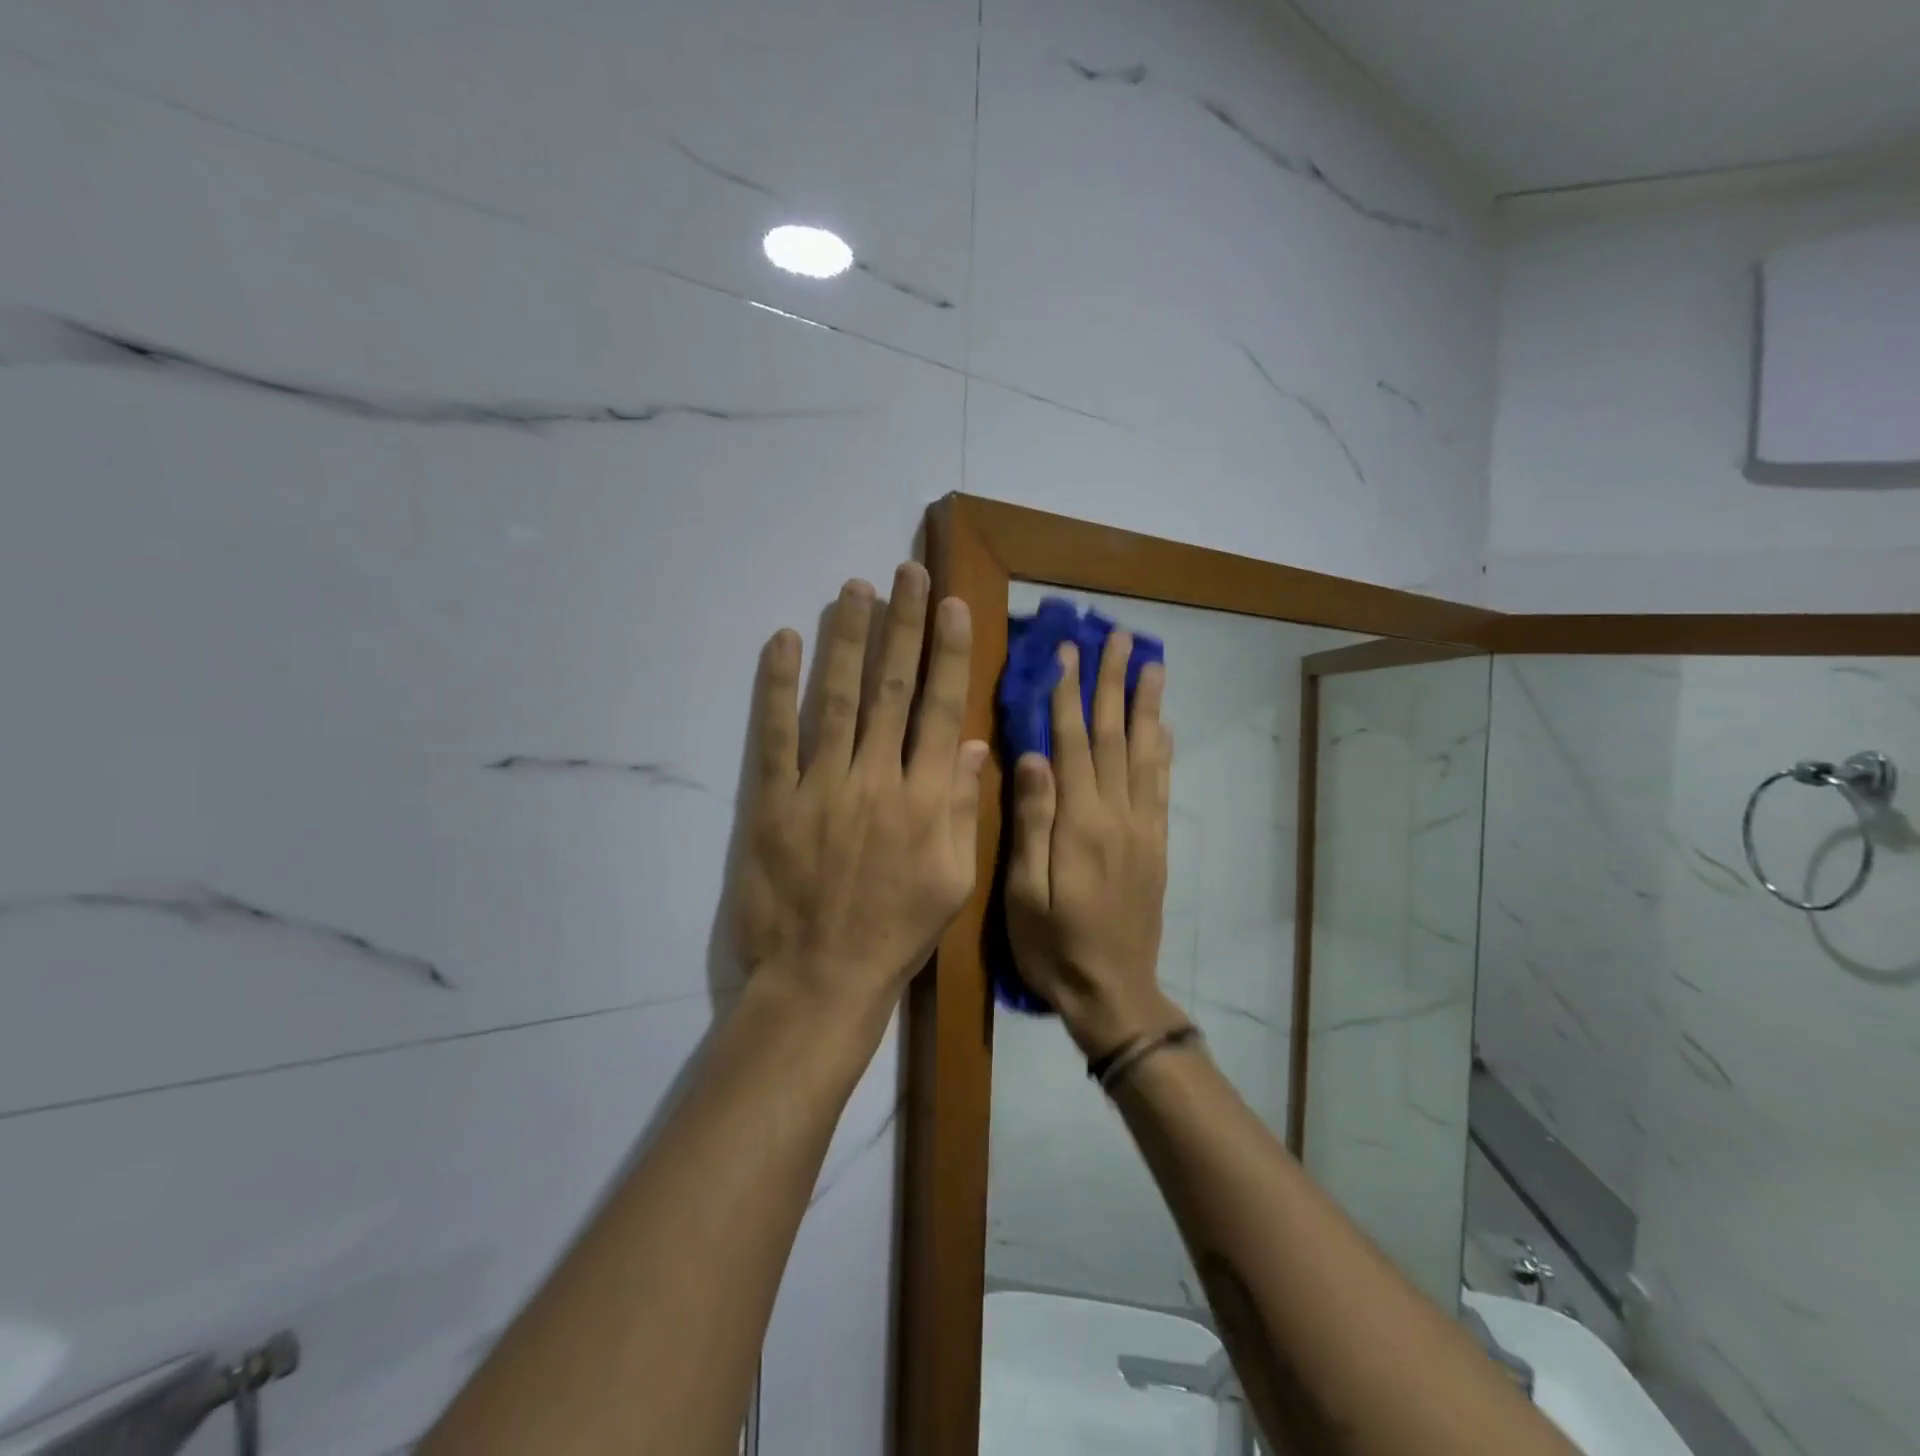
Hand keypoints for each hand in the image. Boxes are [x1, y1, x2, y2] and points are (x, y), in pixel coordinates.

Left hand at [733, 564, 987, 1015]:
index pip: (940, 710)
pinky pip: (776, 734)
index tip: (952, 605)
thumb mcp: (954, 881)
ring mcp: (822, 786)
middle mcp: (877, 779)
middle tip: (907, 574)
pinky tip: (783, 641)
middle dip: (903, 626)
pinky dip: (778, 686)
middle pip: (892, 689)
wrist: (823, 978)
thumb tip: (971, 744)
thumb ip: (962, 808)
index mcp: (926, 799)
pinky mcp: (774, 801)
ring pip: (839, 699)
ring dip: (848, 639)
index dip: (947, 653)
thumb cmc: (897, 933)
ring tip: (855, 589)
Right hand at [1005, 629, 1182, 1055]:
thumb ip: (1031, 823)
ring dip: (1148, 705)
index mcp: (1080, 824)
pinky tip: (1164, 726)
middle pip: (1116, 736)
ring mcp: (1143, 828)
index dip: (1068, 695)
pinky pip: (1162, 786)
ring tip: (1152, 663)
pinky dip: (1164, 749)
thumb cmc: (1054, 946)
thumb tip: (1033, 757)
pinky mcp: (1156, 844)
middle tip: (1119, 637)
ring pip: (1145, 753)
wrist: (1113, 992)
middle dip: (1114, 683)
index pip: (1073, 744)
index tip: (1066, 652)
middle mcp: (1118, 815)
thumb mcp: (1024, 893)